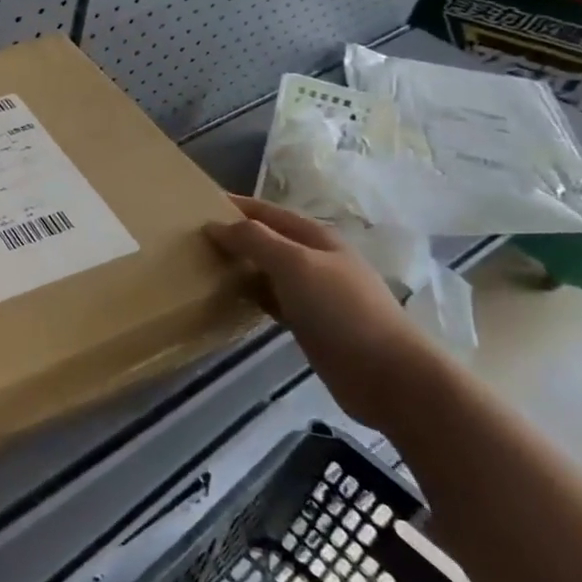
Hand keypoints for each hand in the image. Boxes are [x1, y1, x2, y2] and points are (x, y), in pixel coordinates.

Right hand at [206, 195, 439, 427]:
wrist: (389, 376)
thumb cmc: (341, 310)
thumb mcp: (295, 264)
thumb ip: (255, 240)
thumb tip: (215, 225)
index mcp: (316, 238)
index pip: (268, 212)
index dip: (236, 206)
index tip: (197, 205)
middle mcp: (316, 260)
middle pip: (268, 240)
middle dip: (234, 236)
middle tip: (191, 239)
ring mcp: (315, 294)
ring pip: (268, 271)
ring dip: (240, 267)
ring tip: (202, 267)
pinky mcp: (311, 324)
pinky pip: (272, 300)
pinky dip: (250, 296)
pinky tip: (229, 301)